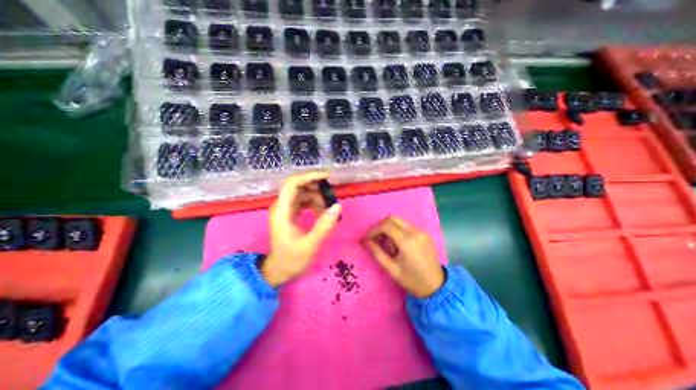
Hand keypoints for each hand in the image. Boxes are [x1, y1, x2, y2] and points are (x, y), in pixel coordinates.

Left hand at [262, 171, 341, 285]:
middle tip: (331, 195)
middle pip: (298, 186)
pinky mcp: (290, 213)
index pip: (292, 184)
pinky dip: (314, 203)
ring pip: (302, 193)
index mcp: (282, 211)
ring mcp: (285, 209)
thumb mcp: (310, 244)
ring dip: (317, 196)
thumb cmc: (292, 259)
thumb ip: (324, 225)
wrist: (279, 270)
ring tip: (328, 208)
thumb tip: (338, 206)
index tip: (327, 177)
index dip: (309, 176)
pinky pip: (303, 201)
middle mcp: (281, 206)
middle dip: (316, 187)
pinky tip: (322, 212)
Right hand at [362, 216, 442, 297]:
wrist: (437, 286)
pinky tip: (397, 242)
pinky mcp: (425, 233)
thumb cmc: (412, 281)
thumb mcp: (391, 269)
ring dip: (389, 227)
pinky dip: (398, 229)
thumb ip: (377, 253)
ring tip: (386, 242)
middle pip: (392, 218)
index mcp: (407, 242)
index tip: (367, 238)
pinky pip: (407, 225)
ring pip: (400, 220)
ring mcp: (422, 231)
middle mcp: (415, 232)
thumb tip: (366, 241)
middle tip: (375, 238)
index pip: (386, 225)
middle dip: (380, 226)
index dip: (374, 230)